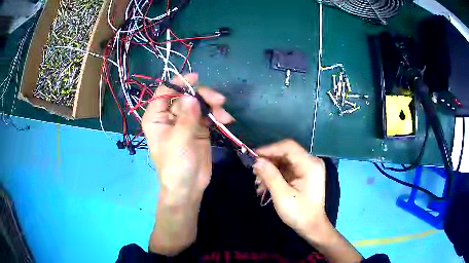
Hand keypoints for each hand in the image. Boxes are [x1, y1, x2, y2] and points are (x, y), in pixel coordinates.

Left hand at [142, 73, 233, 203]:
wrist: (188, 187)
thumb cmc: (175, 166)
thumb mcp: (179, 141)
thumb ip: (186, 117)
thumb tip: (191, 96)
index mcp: (156, 117)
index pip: (164, 92)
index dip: (178, 82)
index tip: (195, 79)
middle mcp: (169, 116)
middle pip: (185, 95)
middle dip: (202, 95)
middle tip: (218, 100)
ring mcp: (185, 121)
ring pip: (198, 103)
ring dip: (213, 105)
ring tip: (225, 116)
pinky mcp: (198, 128)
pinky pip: (208, 114)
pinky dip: (217, 115)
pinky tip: (226, 120)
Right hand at [253, 139, 329, 240]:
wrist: (311, 226)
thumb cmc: (299, 213)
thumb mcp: (282, 195)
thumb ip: (270, 176)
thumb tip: (256, 161)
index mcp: (310, 165)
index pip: (288, 147)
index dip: (269, 149)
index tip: (253, 156)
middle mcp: (311, 162)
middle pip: (286, 153)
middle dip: (268, 162)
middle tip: (253, 172)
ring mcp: (308, 169)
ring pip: (284, 161)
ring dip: (270, 170)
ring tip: (258, 183)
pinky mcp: (304, 175)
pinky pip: (287, 169)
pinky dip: (275, 175)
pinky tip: (265, 185)